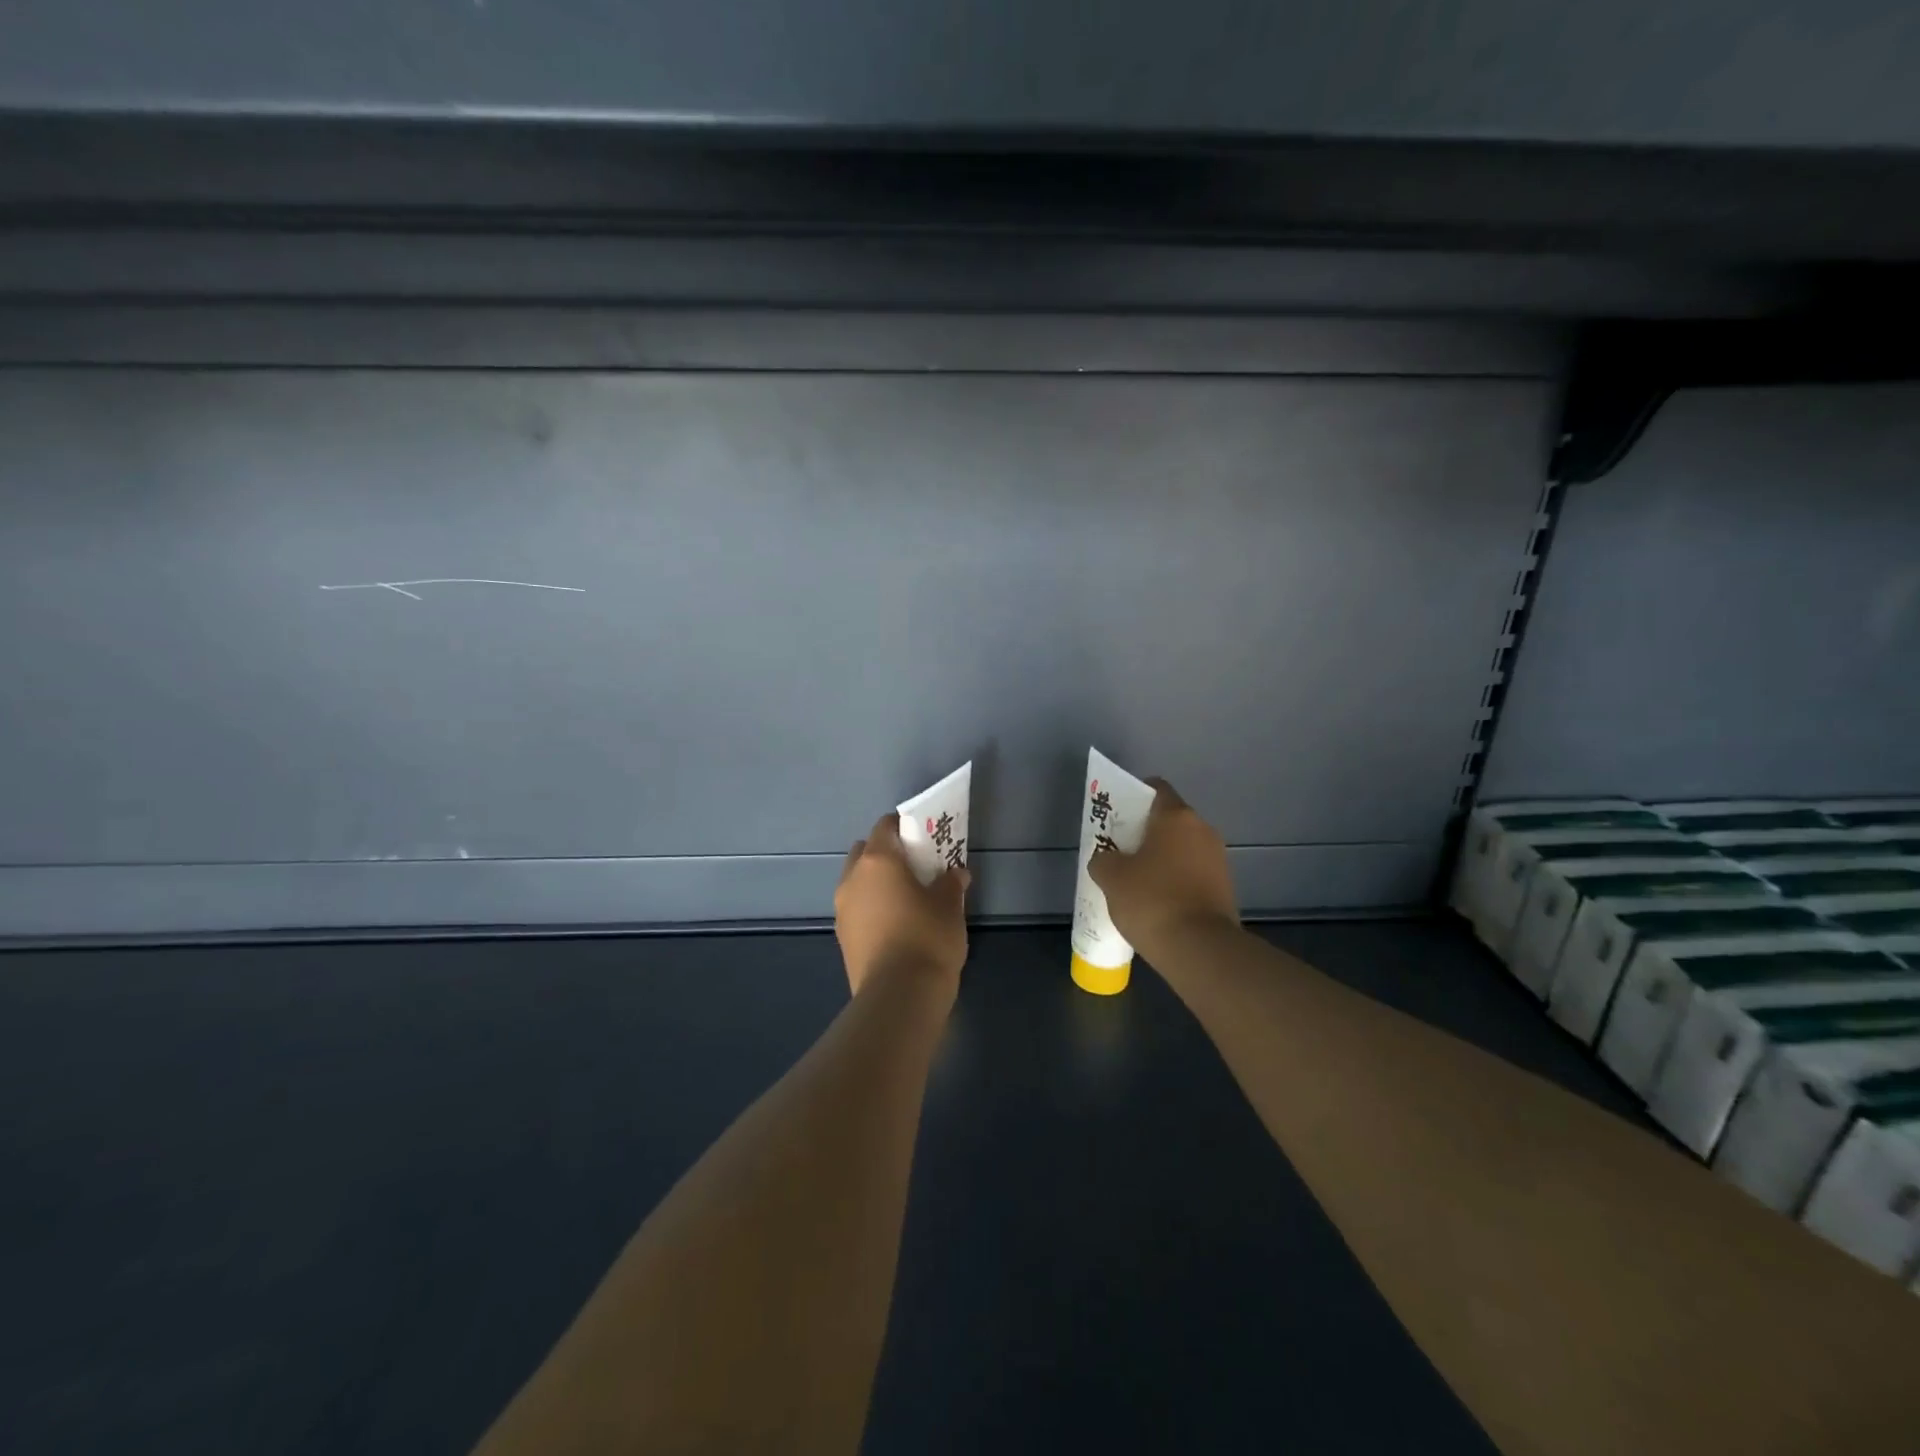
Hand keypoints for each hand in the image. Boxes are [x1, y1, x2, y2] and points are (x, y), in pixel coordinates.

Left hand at [834, 812, 970, 996]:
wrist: (899, 996)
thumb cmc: (927, 938)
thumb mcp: (949, 906)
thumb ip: (951, 883)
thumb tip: (956, 873)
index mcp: (877, 861)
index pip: (884, 826)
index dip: (903, 826)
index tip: (923, 837)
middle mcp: (852, 879)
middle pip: (865, 852)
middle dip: (885, 853)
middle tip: (914, 867)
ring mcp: (842, 910)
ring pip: (857, 882)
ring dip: (876, 883)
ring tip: (906, 898)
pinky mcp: (842, 938)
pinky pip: (857, 909)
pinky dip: (871, 907)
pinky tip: (895, 924)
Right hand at [1088, 778, 1238, 958]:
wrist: (1200, 949)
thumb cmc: (1152, 900)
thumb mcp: (1111, 877)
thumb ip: (1103, 859)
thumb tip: (1107, 859)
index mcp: (1177, 817)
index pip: (1156, 788)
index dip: (1134, 796)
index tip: (1117, 815)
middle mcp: (1203, 830)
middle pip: (1170, 820)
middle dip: (1145, 832)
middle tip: (1120, 850)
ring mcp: (1218, 860)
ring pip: (1182, 848)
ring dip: (1162, 858)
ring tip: (1135, 881)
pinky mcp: (1225, 888)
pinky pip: (1193, 873)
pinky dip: (1175, 880)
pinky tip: (1157, 902)